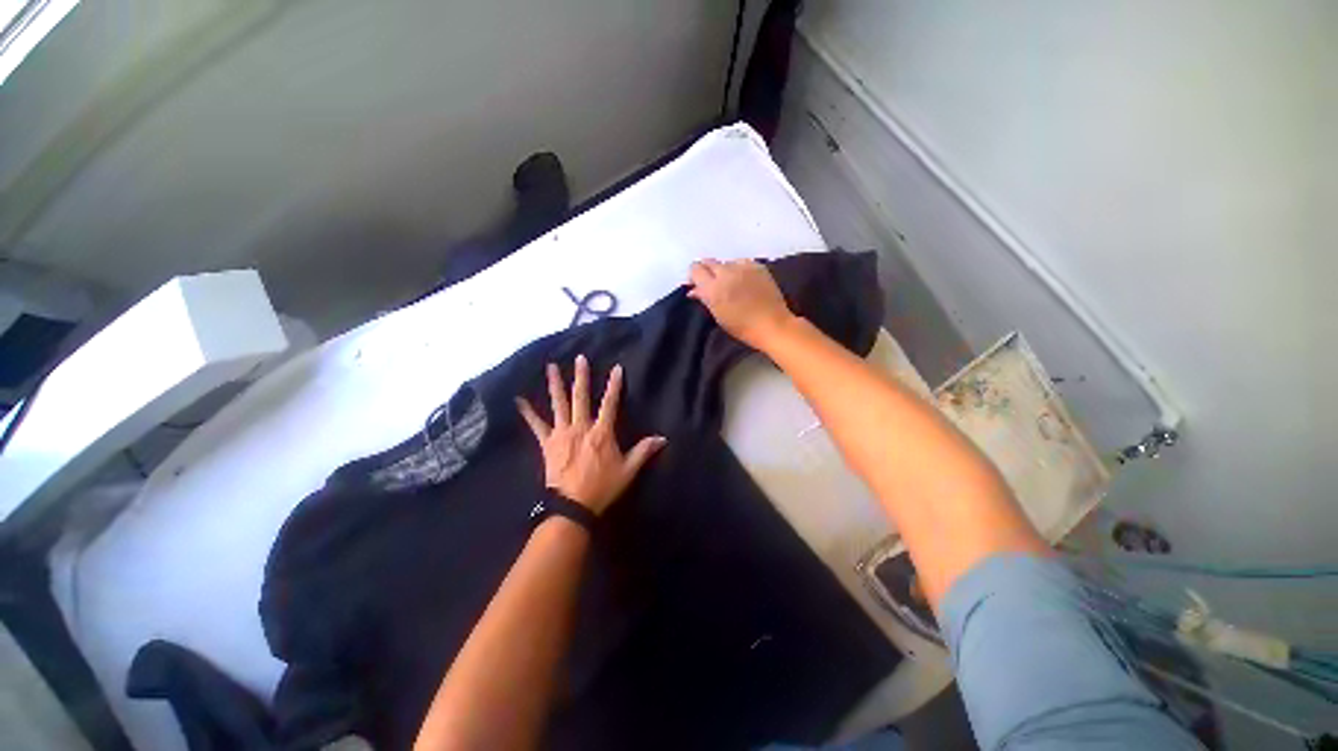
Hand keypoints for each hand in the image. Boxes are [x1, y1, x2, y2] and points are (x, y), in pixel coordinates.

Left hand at [516, 355, 666, 514]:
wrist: (573, 506)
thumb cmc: (602, 487)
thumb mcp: (628, 470)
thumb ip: (644, 451)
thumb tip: (663, 438)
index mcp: (601, 432)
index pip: (610, 403)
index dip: (614, 385)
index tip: (617, 368)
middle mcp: (581, 427)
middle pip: (581, 397)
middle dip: (582, 377)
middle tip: (580, 358)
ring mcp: (562, 434)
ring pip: (558, 404)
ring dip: (555, 385)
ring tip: (551, 367)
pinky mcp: (548, 443)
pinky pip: (536, 425)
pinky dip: (528, 413)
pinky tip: (518, 400)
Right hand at [687, 259, 795, 350]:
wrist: (772, 325)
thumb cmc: (742, 327)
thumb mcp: (718, 315)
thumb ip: (705, 298)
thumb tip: (694, 290)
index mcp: (713, 288)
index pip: (695, 269)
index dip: (694, 276)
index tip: (697, 285)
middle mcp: (726, 273)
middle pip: (709, 262)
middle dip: (707, 271)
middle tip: (711, 284)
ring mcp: (743, 267)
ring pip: (725, 262)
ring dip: (724, 271)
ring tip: (731, 284)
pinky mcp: (757, 266)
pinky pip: (741, 262)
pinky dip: (739, 269)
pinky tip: (744, 281)